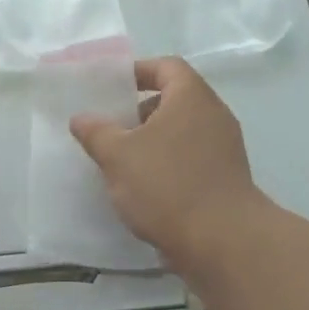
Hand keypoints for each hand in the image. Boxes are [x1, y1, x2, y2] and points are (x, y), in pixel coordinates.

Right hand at [70, 57, 268, 270]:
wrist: (222, 242)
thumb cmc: (167, 185)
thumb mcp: (118, 155)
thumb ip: (96, 132)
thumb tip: (81, 118)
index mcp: (192, 98)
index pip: (168, 67)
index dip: (140, 70)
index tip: (114, 87)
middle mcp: (214, 116)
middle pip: (176, 99)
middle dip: (141, 111)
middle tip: (113, 127)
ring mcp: (225, 148)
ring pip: (183, 131)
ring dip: (153, 140)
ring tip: (124, 161)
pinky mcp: (227, 178)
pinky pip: (192, 157)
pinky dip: (169, 163)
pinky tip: (145, 187)